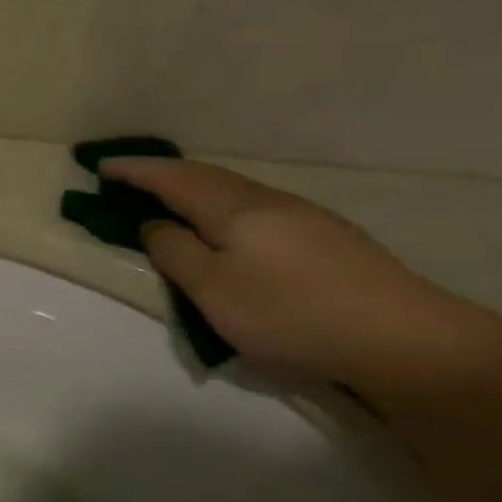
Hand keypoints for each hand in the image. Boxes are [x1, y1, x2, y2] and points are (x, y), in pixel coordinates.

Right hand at [101, 158, 468, 385]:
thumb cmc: (289, 313)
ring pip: (233, 193)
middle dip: (163, 176)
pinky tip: (227, 231)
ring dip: (194, 192)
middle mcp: (267, 201)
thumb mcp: (213, 290)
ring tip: (171, 203)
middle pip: (205, 178)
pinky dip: (222, 211)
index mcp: (234, 208)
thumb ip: (175, 252)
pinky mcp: (325, 238)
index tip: (101, 164)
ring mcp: (302, 217)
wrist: (400, 338)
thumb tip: (154, 225)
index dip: (135, 170)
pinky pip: (254, 210)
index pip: (173, 178)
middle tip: (129, 180)